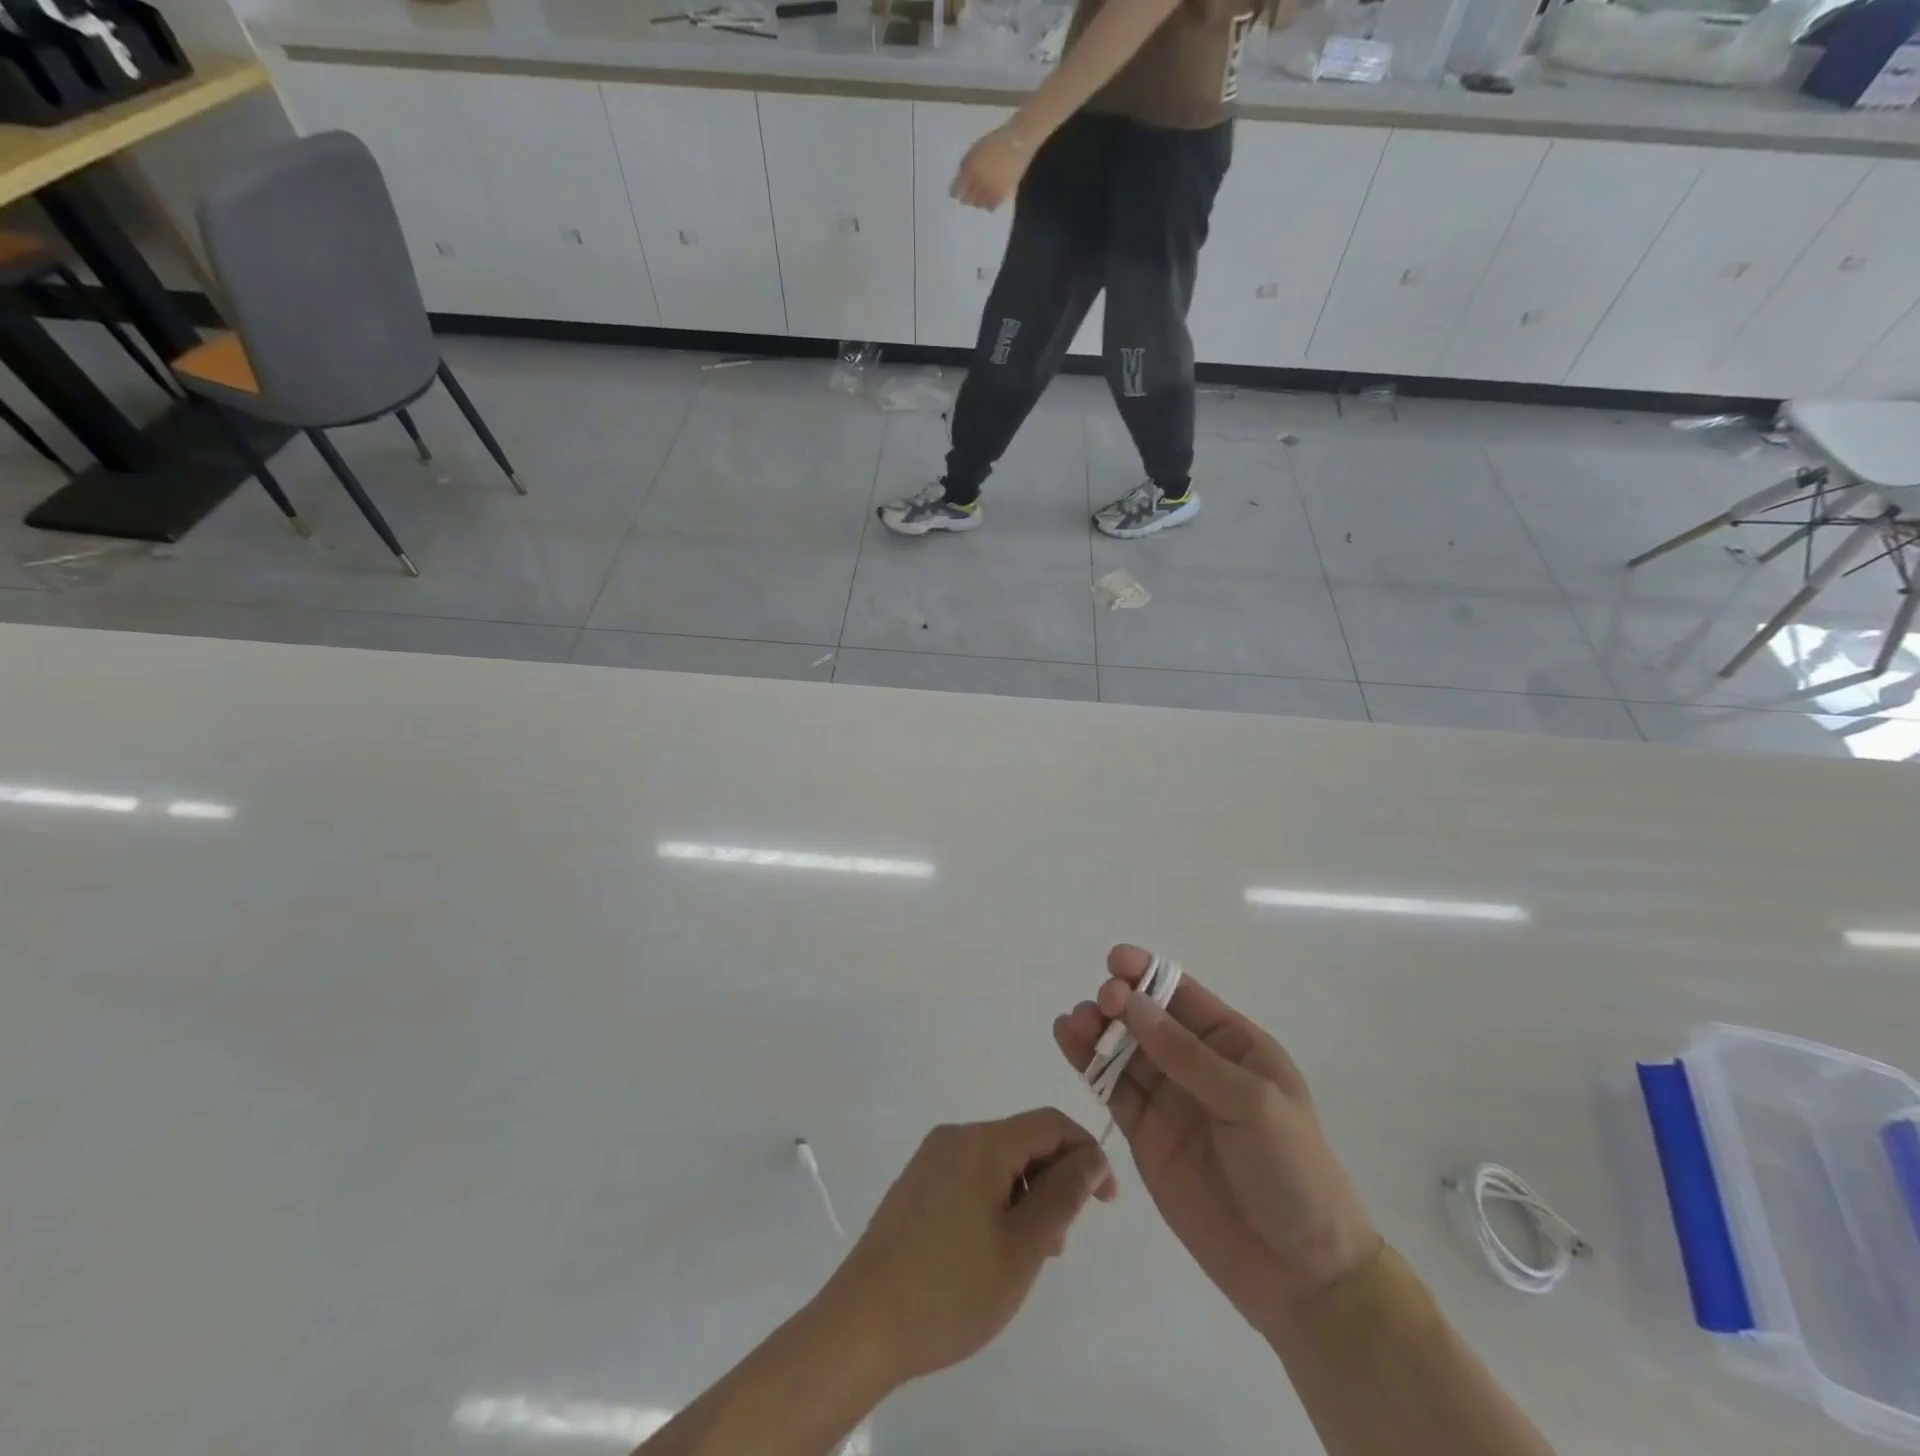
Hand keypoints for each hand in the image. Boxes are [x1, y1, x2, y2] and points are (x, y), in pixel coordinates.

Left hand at [819, 1109, 1116, 1384]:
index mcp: (981, 1142)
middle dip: (1053, 1181)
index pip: (1049, 1124)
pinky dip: (997, 1202)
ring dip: (1026, 1196)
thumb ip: (1062, 1195)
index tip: (1105, 1202)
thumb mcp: (1022, 1247)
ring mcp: (931, 1160)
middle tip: (1060, 1243)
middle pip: (1022, 1140)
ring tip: (1030, 1256)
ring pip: (997, 1162)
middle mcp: (954, 1138)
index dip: (1085, 1153)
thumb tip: (1091, 1156)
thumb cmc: (951, 1288)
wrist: (862, 1324)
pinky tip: (994, 1250)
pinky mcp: (917, 1185)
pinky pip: (971, 1177)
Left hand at [950, 126, 1031, 210]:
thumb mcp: (974, 151)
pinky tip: (989, 200)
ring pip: (979, 205)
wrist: (1017, 142)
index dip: (955, 192)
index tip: (954, 193)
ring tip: (979, 196)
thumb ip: (965, 167)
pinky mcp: (1002, 195)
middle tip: (968, 194)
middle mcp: (979, 183)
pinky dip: (988, 205)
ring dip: (977, 202)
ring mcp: (991, 190)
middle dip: (966, 197)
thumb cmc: (994, 143)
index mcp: (970, 170)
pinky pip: (992, 206)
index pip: (957, 190)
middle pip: (967, 200)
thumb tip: (959, 182)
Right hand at [1054, 947, 1381, 1339]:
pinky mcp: (1144, 1133)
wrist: (1299, 1274)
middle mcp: (1196, 1063)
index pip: (1183, 995)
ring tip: (1075, 1022)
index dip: (1149, 973)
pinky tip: (1067, 1040)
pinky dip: (1087, 1063)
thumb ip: (1188, 1056)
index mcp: (1233, 1044)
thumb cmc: (1291, 1171)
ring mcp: (1168, 1098)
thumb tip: (1134, 1004)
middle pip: (1146, 1017)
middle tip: (1102, 1005)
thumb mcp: (1251, 1103)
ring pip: (1123, 1048)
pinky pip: (1112, 1088)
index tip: (1116, 963)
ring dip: (1097, 1028)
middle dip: (1120, 1001)